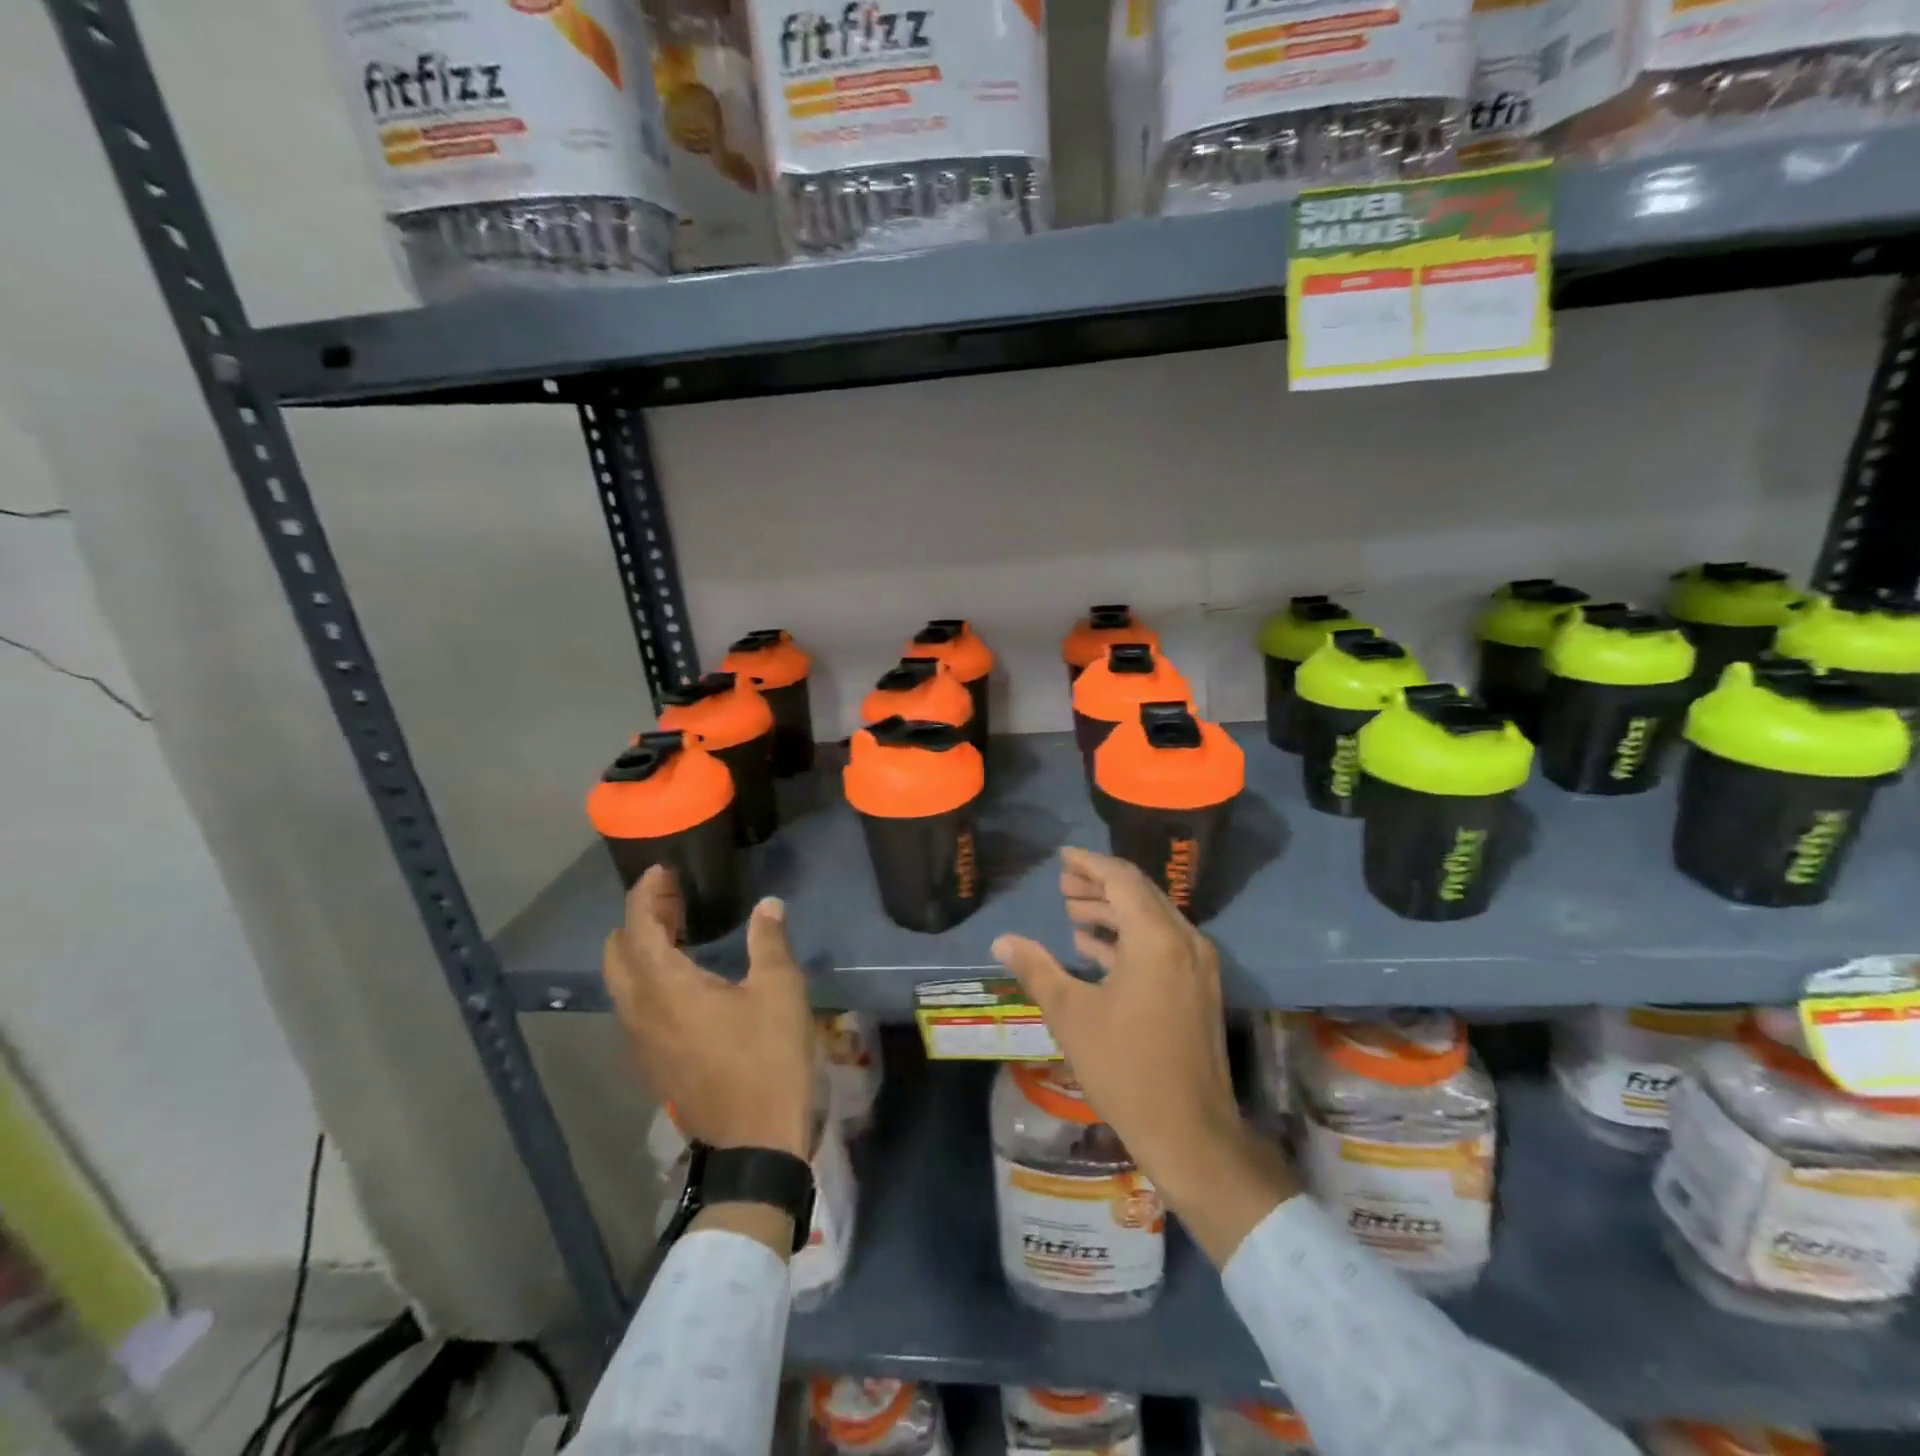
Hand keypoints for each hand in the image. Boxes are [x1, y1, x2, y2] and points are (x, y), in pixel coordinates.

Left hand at [603, 866, 814, 1161]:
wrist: (753, 1143)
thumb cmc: (767, 1058)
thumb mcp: (779, 990)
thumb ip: (768, 941)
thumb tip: (767, 905)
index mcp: (666, 987)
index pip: (637, 927)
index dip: (645, 893)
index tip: (663, 871)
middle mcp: (640, 1010)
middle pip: (617, 953)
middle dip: (638, 918)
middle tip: (673, 899)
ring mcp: (640, 1040)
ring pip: (622, 981)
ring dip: (640, 948)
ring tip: (679, 930)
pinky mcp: (652, 1061)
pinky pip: (634, 1005)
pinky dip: (647, 976)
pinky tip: (684, 978)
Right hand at [992, 847, 1295, 1265]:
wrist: (1190, 1132)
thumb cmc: (1125, 1067)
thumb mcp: (1071, 1014)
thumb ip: (1037, 968)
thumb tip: (1002, 940)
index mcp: (1156, 938)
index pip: (1122, 879)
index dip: (1089, 863)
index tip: (1061, 858)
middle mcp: (1184, 941)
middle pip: (1140, 894)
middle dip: (1099, 885)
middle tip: (1063, 886)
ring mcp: (1197, 966)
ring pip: (1152, 919)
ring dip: (1113, 912)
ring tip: (1074, 912)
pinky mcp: (1198, 989)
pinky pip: (1161, 944)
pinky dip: (1129, 939)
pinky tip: (1095, 949)